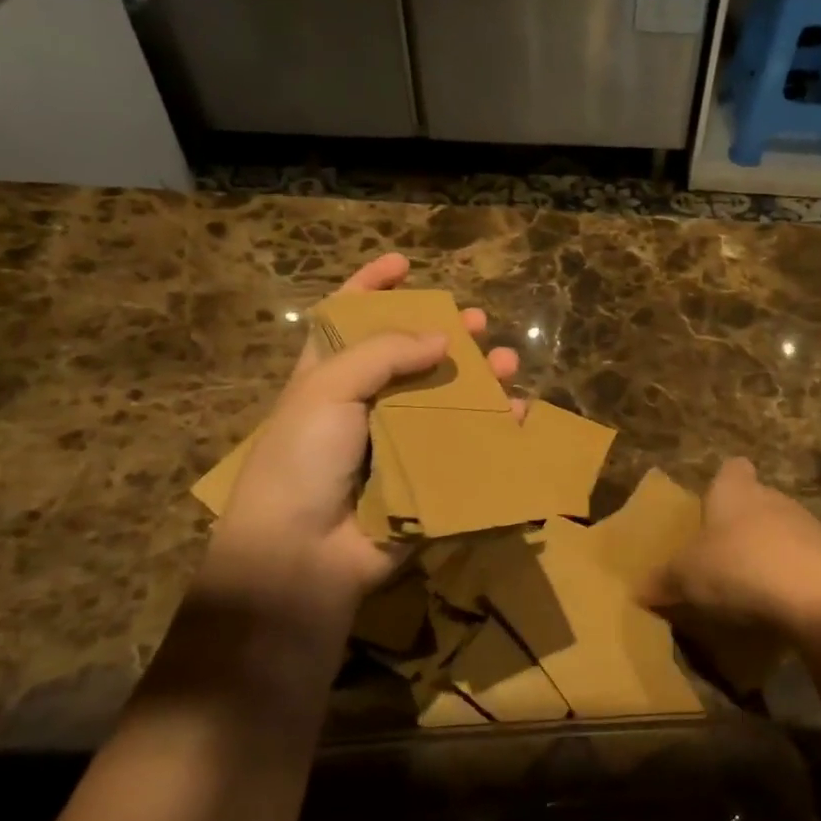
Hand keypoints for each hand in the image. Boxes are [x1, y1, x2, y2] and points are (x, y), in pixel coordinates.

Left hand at [201, 254, 518, 613]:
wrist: (302, 556)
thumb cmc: (302, 460)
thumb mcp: (327, 389)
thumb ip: (383, 353)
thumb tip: (441, 339)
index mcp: (328, 379)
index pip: (347, 319)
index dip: (371, 287)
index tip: (404, 264)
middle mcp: (364, 407)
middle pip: (410, 358)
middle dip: (445, 335)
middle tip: (477, 321)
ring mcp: (397, 445)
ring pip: (447, 401)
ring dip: (479, 380)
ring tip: (508, 363)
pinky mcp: (425, 479)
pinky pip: (466, 447)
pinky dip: (493, 430)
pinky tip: (518, 414)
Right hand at [645, 459, 820, 640]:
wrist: (818, 597)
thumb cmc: (739, 568)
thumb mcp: (686, 577)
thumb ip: (662, 580)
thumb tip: (638, 589)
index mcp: (735, 491)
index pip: (732, 469)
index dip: (723, 484)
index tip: (712, 507)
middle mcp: (774, 498)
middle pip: (757, 502)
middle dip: (742, 525)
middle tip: (720, 559)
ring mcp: (809, 526)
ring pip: (782, 532)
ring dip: (769, 553)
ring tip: (749, 589)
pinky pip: (805, 562)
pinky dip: (792, 579)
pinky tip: (780, 607)